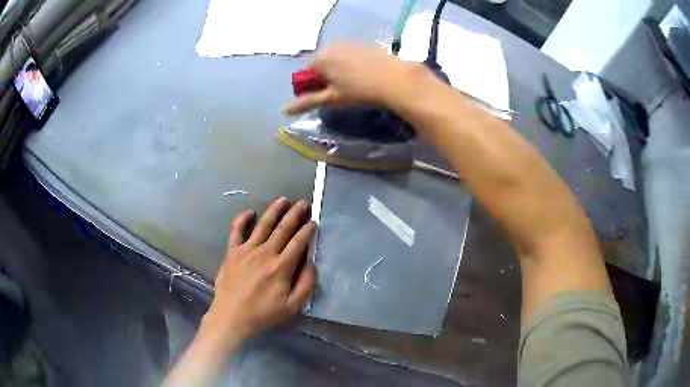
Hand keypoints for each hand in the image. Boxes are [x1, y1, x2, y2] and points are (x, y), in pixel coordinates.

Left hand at [199, 197, 316, 353]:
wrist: (231, 317)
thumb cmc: (263, 314)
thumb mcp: (292, 306)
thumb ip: (306, 284)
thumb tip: (311, 263)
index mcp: (281, 267)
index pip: (298, 242)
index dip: (307, 230)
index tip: (314, 221)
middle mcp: (265, 253)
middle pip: (283, 229)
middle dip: (295, 214)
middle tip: (303, 203)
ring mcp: (246, 250)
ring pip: (263, 225)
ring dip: (274, 211)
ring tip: (283, 200)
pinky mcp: (232, 252)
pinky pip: (236, 231)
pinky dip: (242, 219)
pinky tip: (249, 211)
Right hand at [285, 44, 428, 114]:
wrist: (396, 79)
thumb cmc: (359, 91)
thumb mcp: (332, 98)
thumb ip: (308, 102)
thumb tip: (285, 111)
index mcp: (319, 59)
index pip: (305, 75)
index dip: (312, 88)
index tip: (325, 98)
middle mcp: (331, 47)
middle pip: (320, 66)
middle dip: (325, 79)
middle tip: (340, 93)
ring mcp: (349, 44)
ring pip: (336, 60)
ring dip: (338, 72)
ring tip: (354, 85)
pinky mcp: (364, 45)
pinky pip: (350, 56)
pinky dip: (352, 66)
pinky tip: (365, 76)